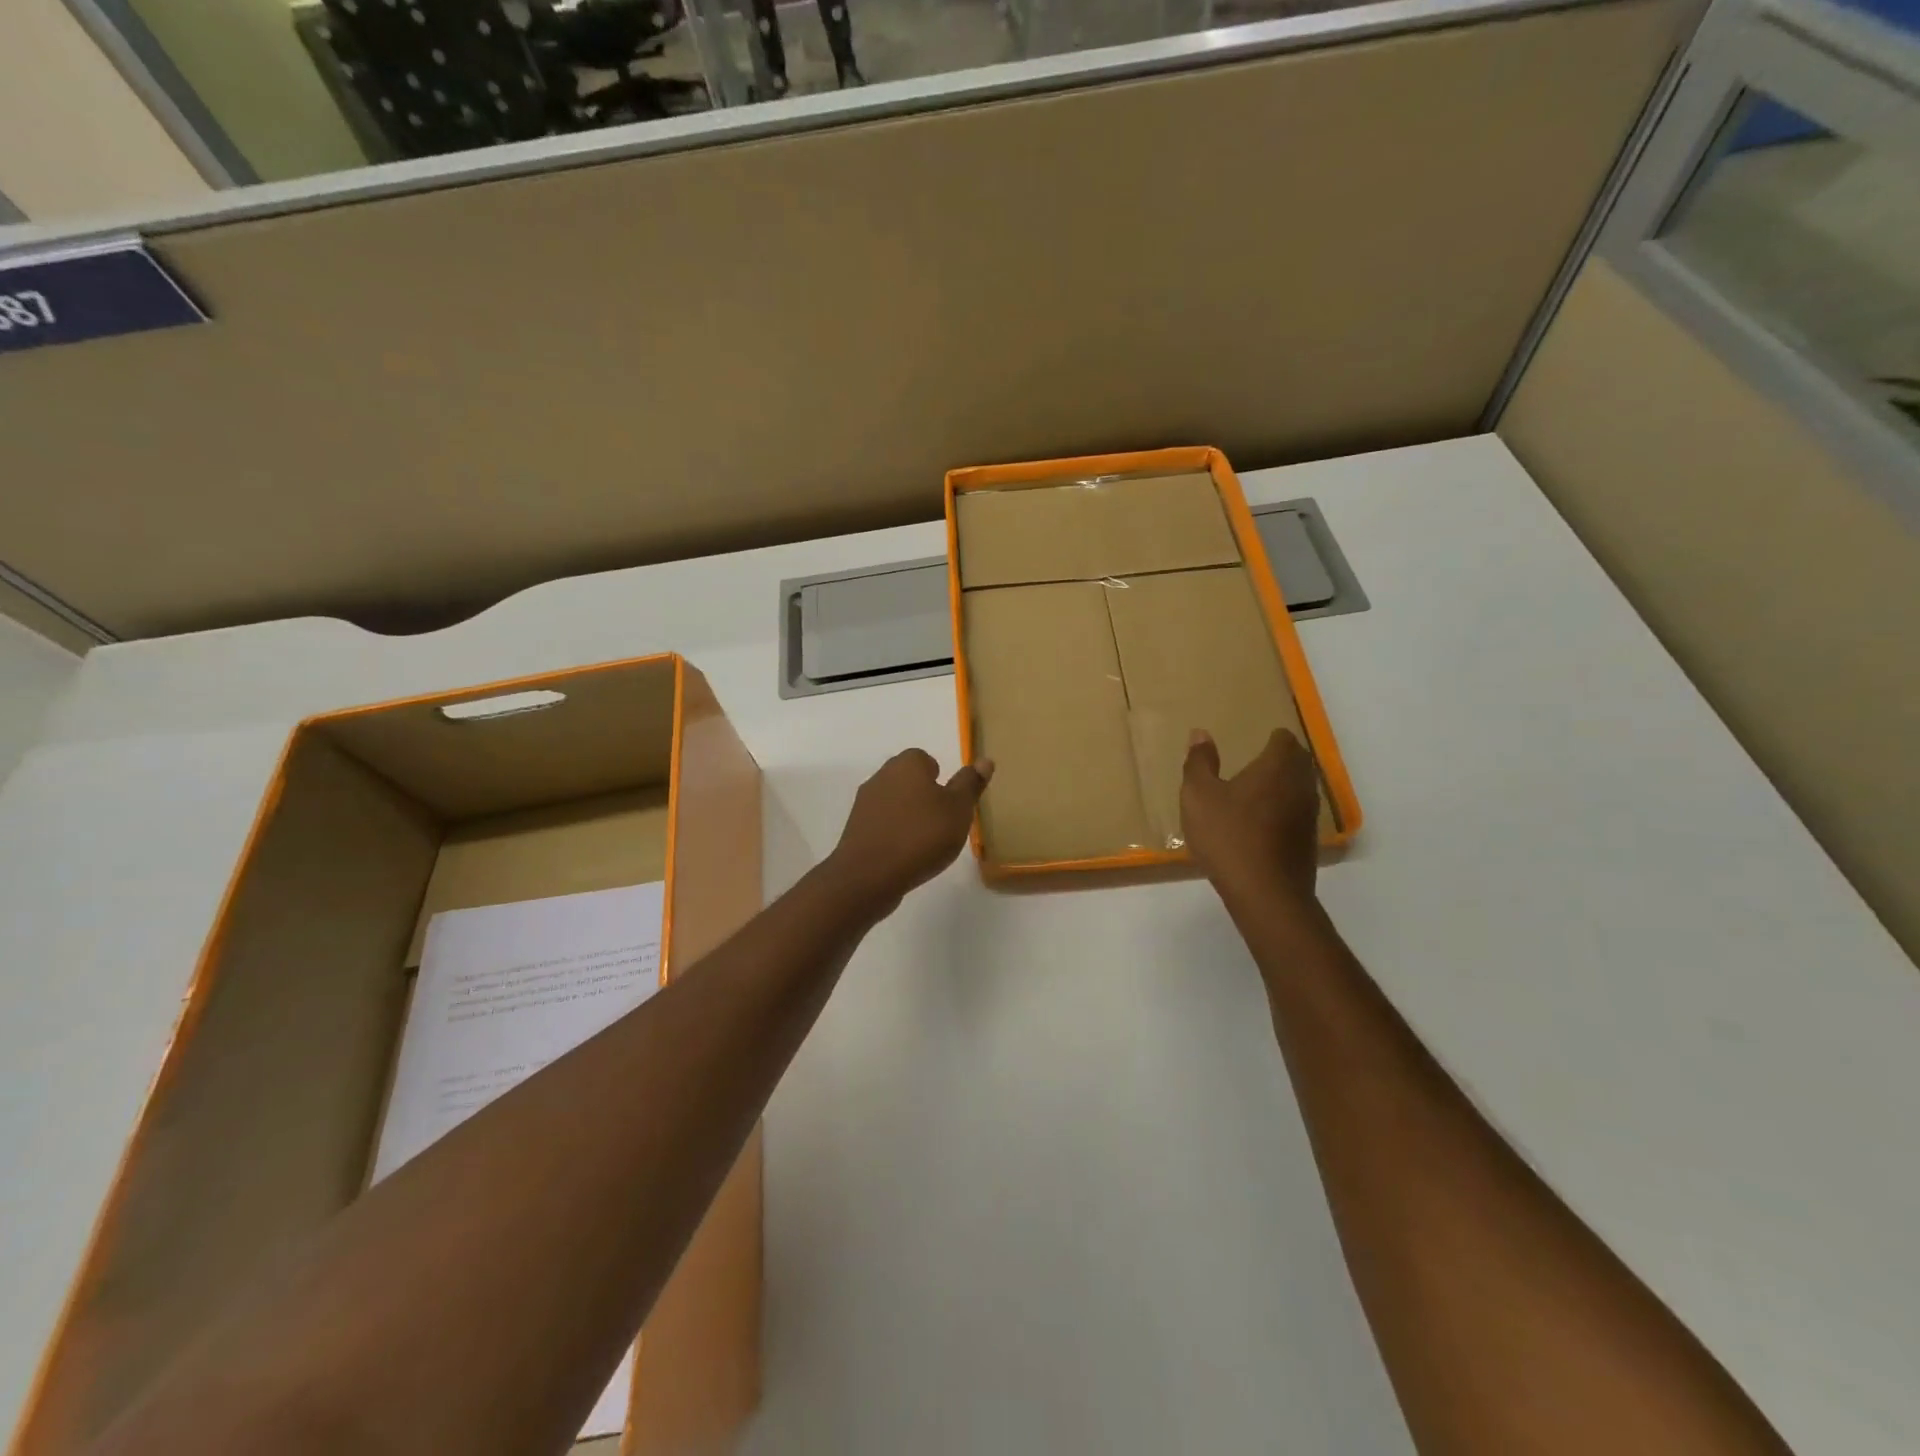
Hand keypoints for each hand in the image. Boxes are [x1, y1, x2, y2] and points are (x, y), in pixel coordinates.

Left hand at [827, 749, 993, 907]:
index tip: (950, 803)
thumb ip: (970, 784)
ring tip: (925, 843)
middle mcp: (882, 776)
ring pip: (894, 802)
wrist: (869, 875)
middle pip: (908, 780)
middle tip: (942, 823)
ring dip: (908, 817)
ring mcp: (864, 803)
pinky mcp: (855, 829)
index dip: (940, 778)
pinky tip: (905, 856)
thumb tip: (984, 760)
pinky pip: (882, 824)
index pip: (925, 759)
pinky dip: (894, 834)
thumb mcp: (958, 810)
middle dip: (924, 797)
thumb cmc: (921, 836)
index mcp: (907, 764)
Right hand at [1181, 728, 1319, 910]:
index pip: (1284, 739)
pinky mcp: (1308, 841)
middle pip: (1298, 761)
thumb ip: (1199, 762)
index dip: (1271, 738)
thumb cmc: (1228, 836)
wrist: (1265, 893)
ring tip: (1257, 791)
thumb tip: (1200, 733)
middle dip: (1281, 758)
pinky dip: (1284, 811)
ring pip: (1301, 788)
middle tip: (1256, 761)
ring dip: (1284, 785)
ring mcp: (1309, 815)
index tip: (1255, 740)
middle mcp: (1301, 785)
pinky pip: (1298, 814)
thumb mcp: (1198, 796)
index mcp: (1277, 767)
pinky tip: (1262, 824)